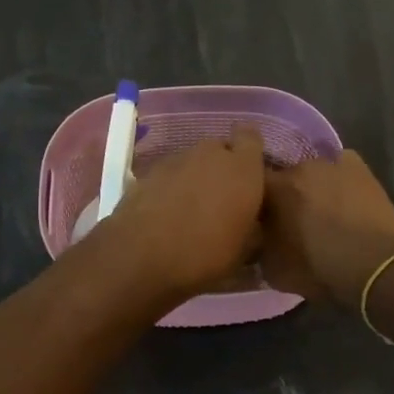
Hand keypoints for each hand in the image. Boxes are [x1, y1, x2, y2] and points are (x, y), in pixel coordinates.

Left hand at [98, 126, 266, 299]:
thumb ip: (252, 226)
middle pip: (219, 149)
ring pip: (192, 161)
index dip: (249, 152)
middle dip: (221, 167)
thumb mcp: (244, 250)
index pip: (251, 136)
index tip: (249, 174)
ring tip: (191, 209)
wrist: (142, 256)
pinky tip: (166, 213)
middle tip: (221, 198)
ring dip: (194, 177)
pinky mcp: (147, 172)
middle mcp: (209, 154)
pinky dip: (170, 187)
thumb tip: (250, 224)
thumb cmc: (206, 254)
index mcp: (242, 167)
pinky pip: (168, 174)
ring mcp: (175, 159)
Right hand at [262, 151, 393, 306]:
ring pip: (313, 171)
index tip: (260, 217)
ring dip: (313, 186)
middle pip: (285, 176)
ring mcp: (330, 163)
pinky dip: (339, 177)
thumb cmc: (318, 268)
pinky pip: (341, 164)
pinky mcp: (358, 167)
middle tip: (292, 217)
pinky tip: (344, 194)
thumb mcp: (273, 269)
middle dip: (286, 193)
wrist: (372, 265)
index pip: (252, 184)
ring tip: (322, 208)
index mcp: (273, 189)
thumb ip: (260, 246)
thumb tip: (259, 238)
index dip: (255, 200)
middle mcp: (297, 168)